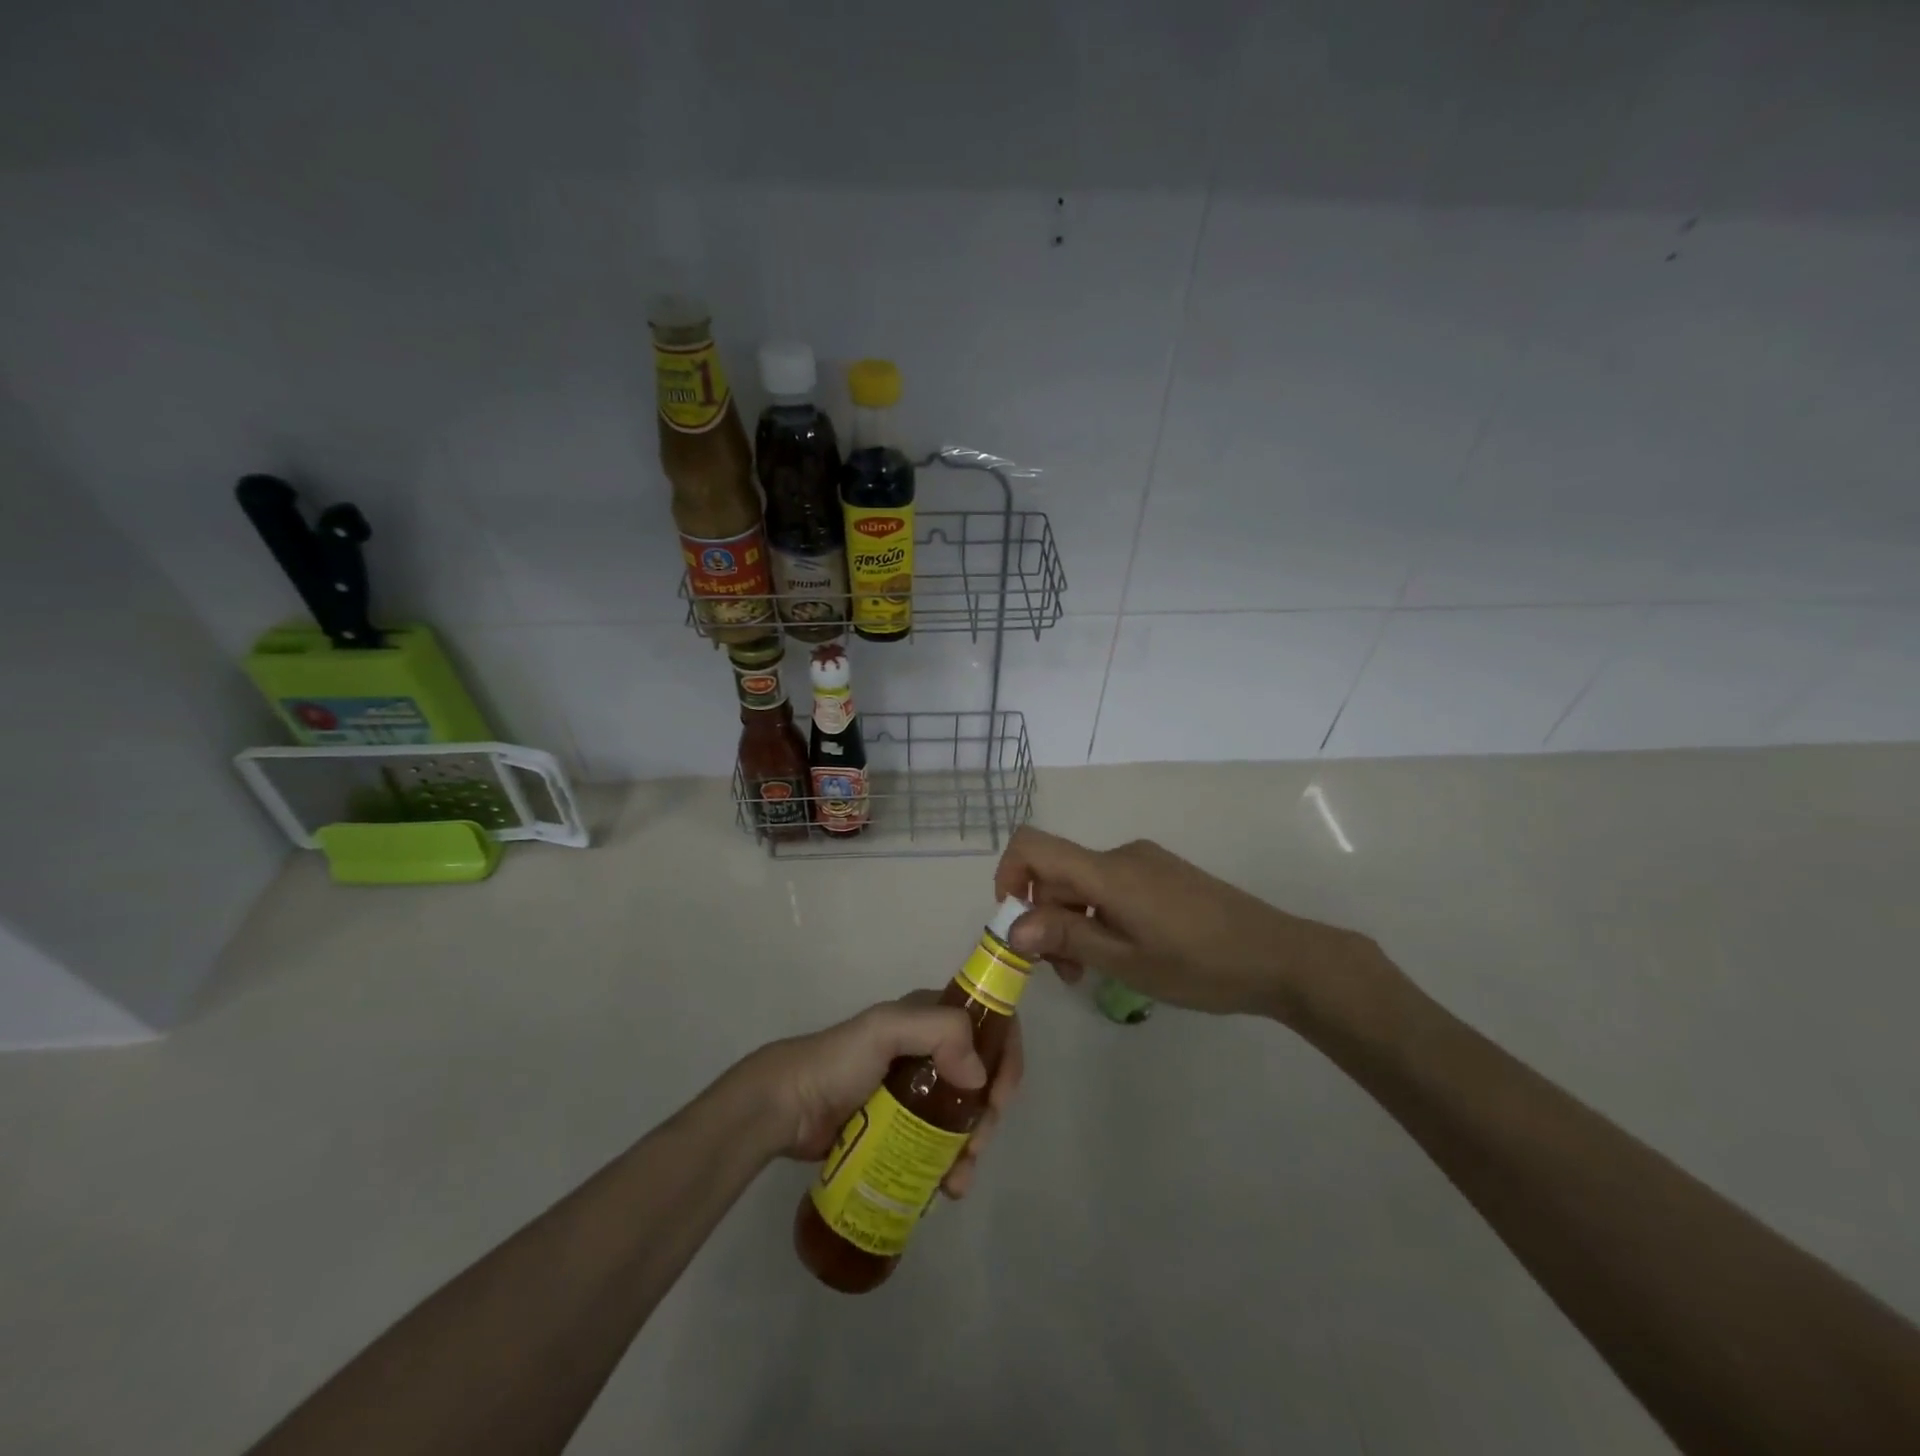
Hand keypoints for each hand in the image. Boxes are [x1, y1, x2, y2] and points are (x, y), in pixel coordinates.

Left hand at [733, 993, 1022, 1197]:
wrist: (789, 1108)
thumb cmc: (839, 1062)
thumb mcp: (887, 1029)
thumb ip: (938, 1031)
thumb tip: (978, 1077)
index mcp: (931, 1017)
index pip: (988, 1024)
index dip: (1006, 1055)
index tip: (1000, 1095)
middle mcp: (931, 1050)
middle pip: (983, 1076)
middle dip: (990, 1112)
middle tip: (977, 1143)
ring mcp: (918, 1092)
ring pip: (967, 1115)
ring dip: (974, 1145)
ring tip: (958, 1179)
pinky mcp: (904, 1128)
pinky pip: (942, 1144)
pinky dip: (953, 1165)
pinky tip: (947, 1187)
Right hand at [993, 827, 1387, 1022]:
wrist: (1280, 956)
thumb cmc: (1200, 965)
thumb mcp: (1127, 961)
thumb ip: (1067, 937)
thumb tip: (1011, 926)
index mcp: (1108, 872)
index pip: (1033, 846)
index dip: (1009, 875)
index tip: (1014, 923)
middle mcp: (1121, 856)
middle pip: (1058, 872)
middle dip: (1046, 917)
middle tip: (1063, 973)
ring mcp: (1145, 863)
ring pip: (1085, 884)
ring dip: (1074, 922)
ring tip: (1092, 972)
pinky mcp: (1162, 875)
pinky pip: (1112, 887)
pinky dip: (1100, 916)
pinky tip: (1122, 954)